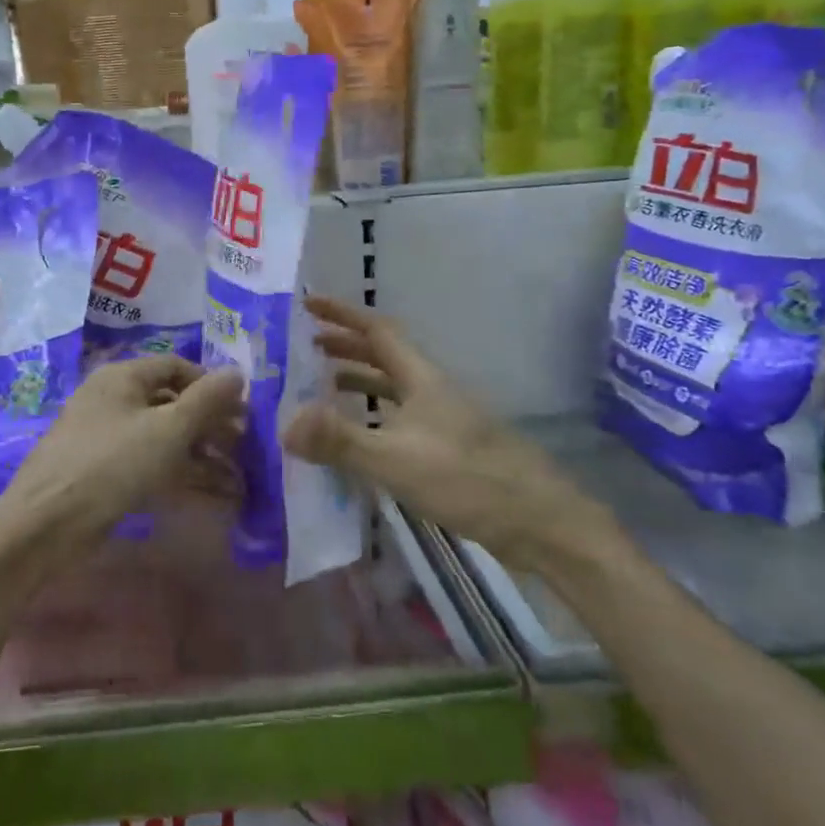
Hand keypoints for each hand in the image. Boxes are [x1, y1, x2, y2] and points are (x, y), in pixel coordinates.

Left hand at [0, 357, 245, 560]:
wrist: (45, 524)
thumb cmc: (111, 465)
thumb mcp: (168, 430)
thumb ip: (207, 400)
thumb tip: (238, 372)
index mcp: (122, 376)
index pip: (176, 366)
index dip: (211, 384)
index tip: (241, 411)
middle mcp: (111, 398)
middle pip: (169, 401)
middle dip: (209, 423)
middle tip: (243, 447)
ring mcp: (104, 435)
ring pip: (161, 435)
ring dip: (199, 453)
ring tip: (236, 477)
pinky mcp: (101, 470)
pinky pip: (148, 461)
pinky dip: (177, 472)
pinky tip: (207, 493)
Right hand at [282, 296, 609, 570]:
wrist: (540, 523)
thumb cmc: (468, 480)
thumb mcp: (396, 459)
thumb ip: (340, 440)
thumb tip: (284, 423)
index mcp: (422, 379)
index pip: (377, 330)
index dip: (342, 313)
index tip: (308, 302)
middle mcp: (432, 391)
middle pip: (385, 355)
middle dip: (345, 345)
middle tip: (306, 346)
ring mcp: (444, 420)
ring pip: (393, 388)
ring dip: (359, 380)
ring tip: (322, 386)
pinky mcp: (449, 450)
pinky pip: (400, 418)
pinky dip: (374, 416)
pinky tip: (360, 438)